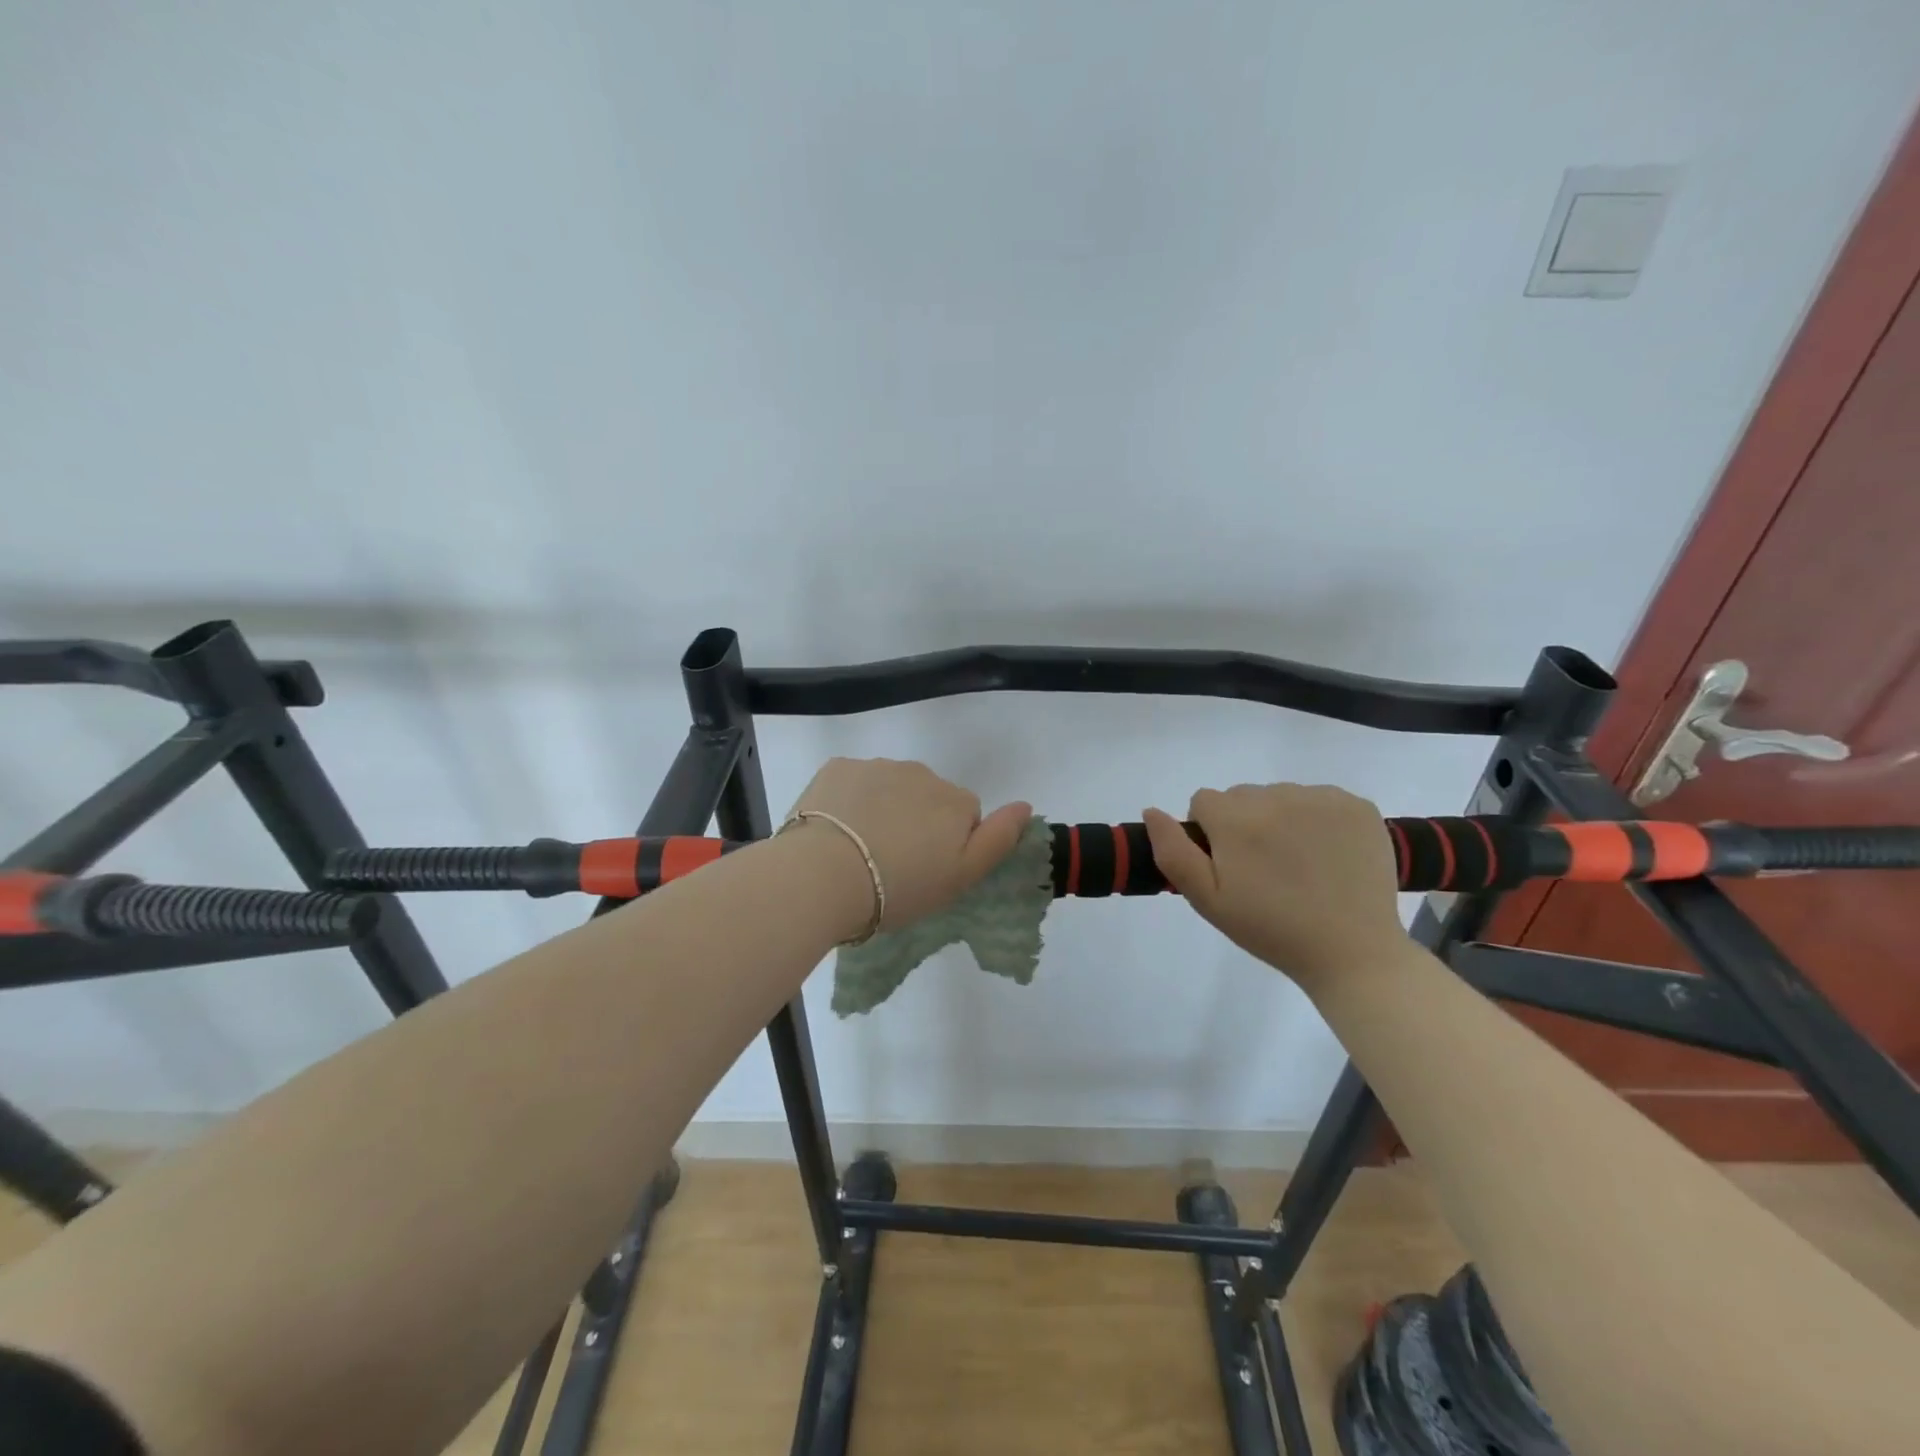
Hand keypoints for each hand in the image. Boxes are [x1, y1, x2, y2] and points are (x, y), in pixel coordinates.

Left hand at [787, 759, 1031, 933]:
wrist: (824, 875)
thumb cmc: (900, 886)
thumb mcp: (961, 877)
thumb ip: (998, 839)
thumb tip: (1026, 805)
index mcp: (954, 800)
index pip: (965, 816)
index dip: (949, 845)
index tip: (926, 872)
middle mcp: (921, 773)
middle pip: (927, 797)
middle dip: (916, 822)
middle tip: (892, 865)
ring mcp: (877, 766)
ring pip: (889, 787)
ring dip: (882, 809)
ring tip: (858, 851)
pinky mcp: (838, 767)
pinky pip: (852, 782)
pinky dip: (848, 800)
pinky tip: (834, 831)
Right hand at [1143, 783, 1405, 989]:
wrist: (1352, 953)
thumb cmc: (1271, 930)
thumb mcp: (1208, 900)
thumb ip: (1173, 852)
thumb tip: (1151, 811)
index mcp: (1236, 819)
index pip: (1203, 802)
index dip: (1209, 834)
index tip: (1228, 866)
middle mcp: (1278, 797)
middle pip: (1242, 796)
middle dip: (1243, 824)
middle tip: (1264, 870)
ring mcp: (1322, 798)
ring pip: (1280, 796)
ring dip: (1280, 820)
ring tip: (1298, 865)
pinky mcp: (1358, 806)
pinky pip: (1320, 799)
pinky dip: (1317, 820)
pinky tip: (1327, 855)